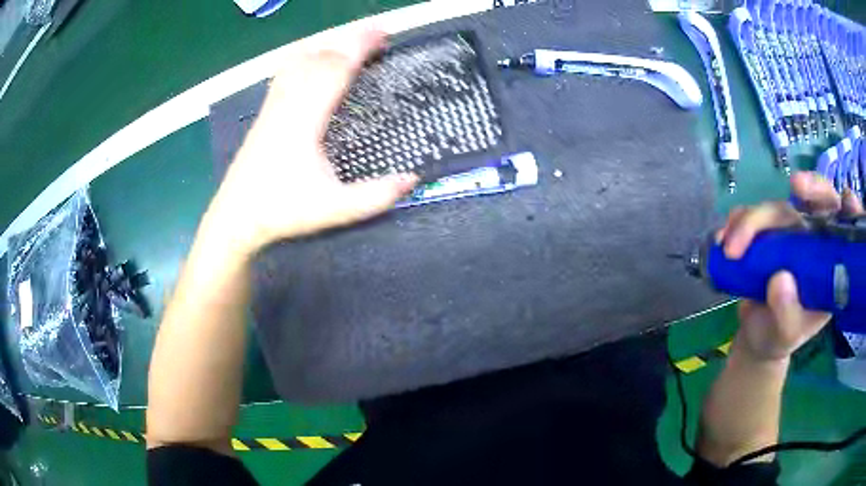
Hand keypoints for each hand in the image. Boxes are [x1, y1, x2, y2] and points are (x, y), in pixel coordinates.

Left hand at [206, 29, 417, 258]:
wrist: (235, 217)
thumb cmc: (282, 211)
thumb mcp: (334, 209)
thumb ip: (375, 196)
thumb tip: (413, 178)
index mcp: (306, 119)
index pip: (336, 69)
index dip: (361, 47)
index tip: (384, 34)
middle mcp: (288, 103)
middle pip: (320, 56)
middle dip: (351, 39)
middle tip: (379, 35)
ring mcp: (273, 104)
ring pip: (300, 59)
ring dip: (328, 43)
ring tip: (352, 42)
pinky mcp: (265, 110)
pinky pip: (286, 70)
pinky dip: (306, 55)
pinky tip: (314, 58)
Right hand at [716, 172, 863, 361]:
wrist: (754, 336)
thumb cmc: (777, 339)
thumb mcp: (785, 337)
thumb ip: (787, 316)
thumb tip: (779, 280)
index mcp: (829, 267)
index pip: (846, 230)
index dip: (850, 211)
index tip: (846, 201)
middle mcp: (814, 243)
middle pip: (818, 204)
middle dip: (811, 189)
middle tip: (796, 187)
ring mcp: (791, 233)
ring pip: (779, 207)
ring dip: (754, 218)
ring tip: (731, 248)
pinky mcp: (768, 231)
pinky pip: (754, 213)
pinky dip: (737, 221)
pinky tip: (724, 239)